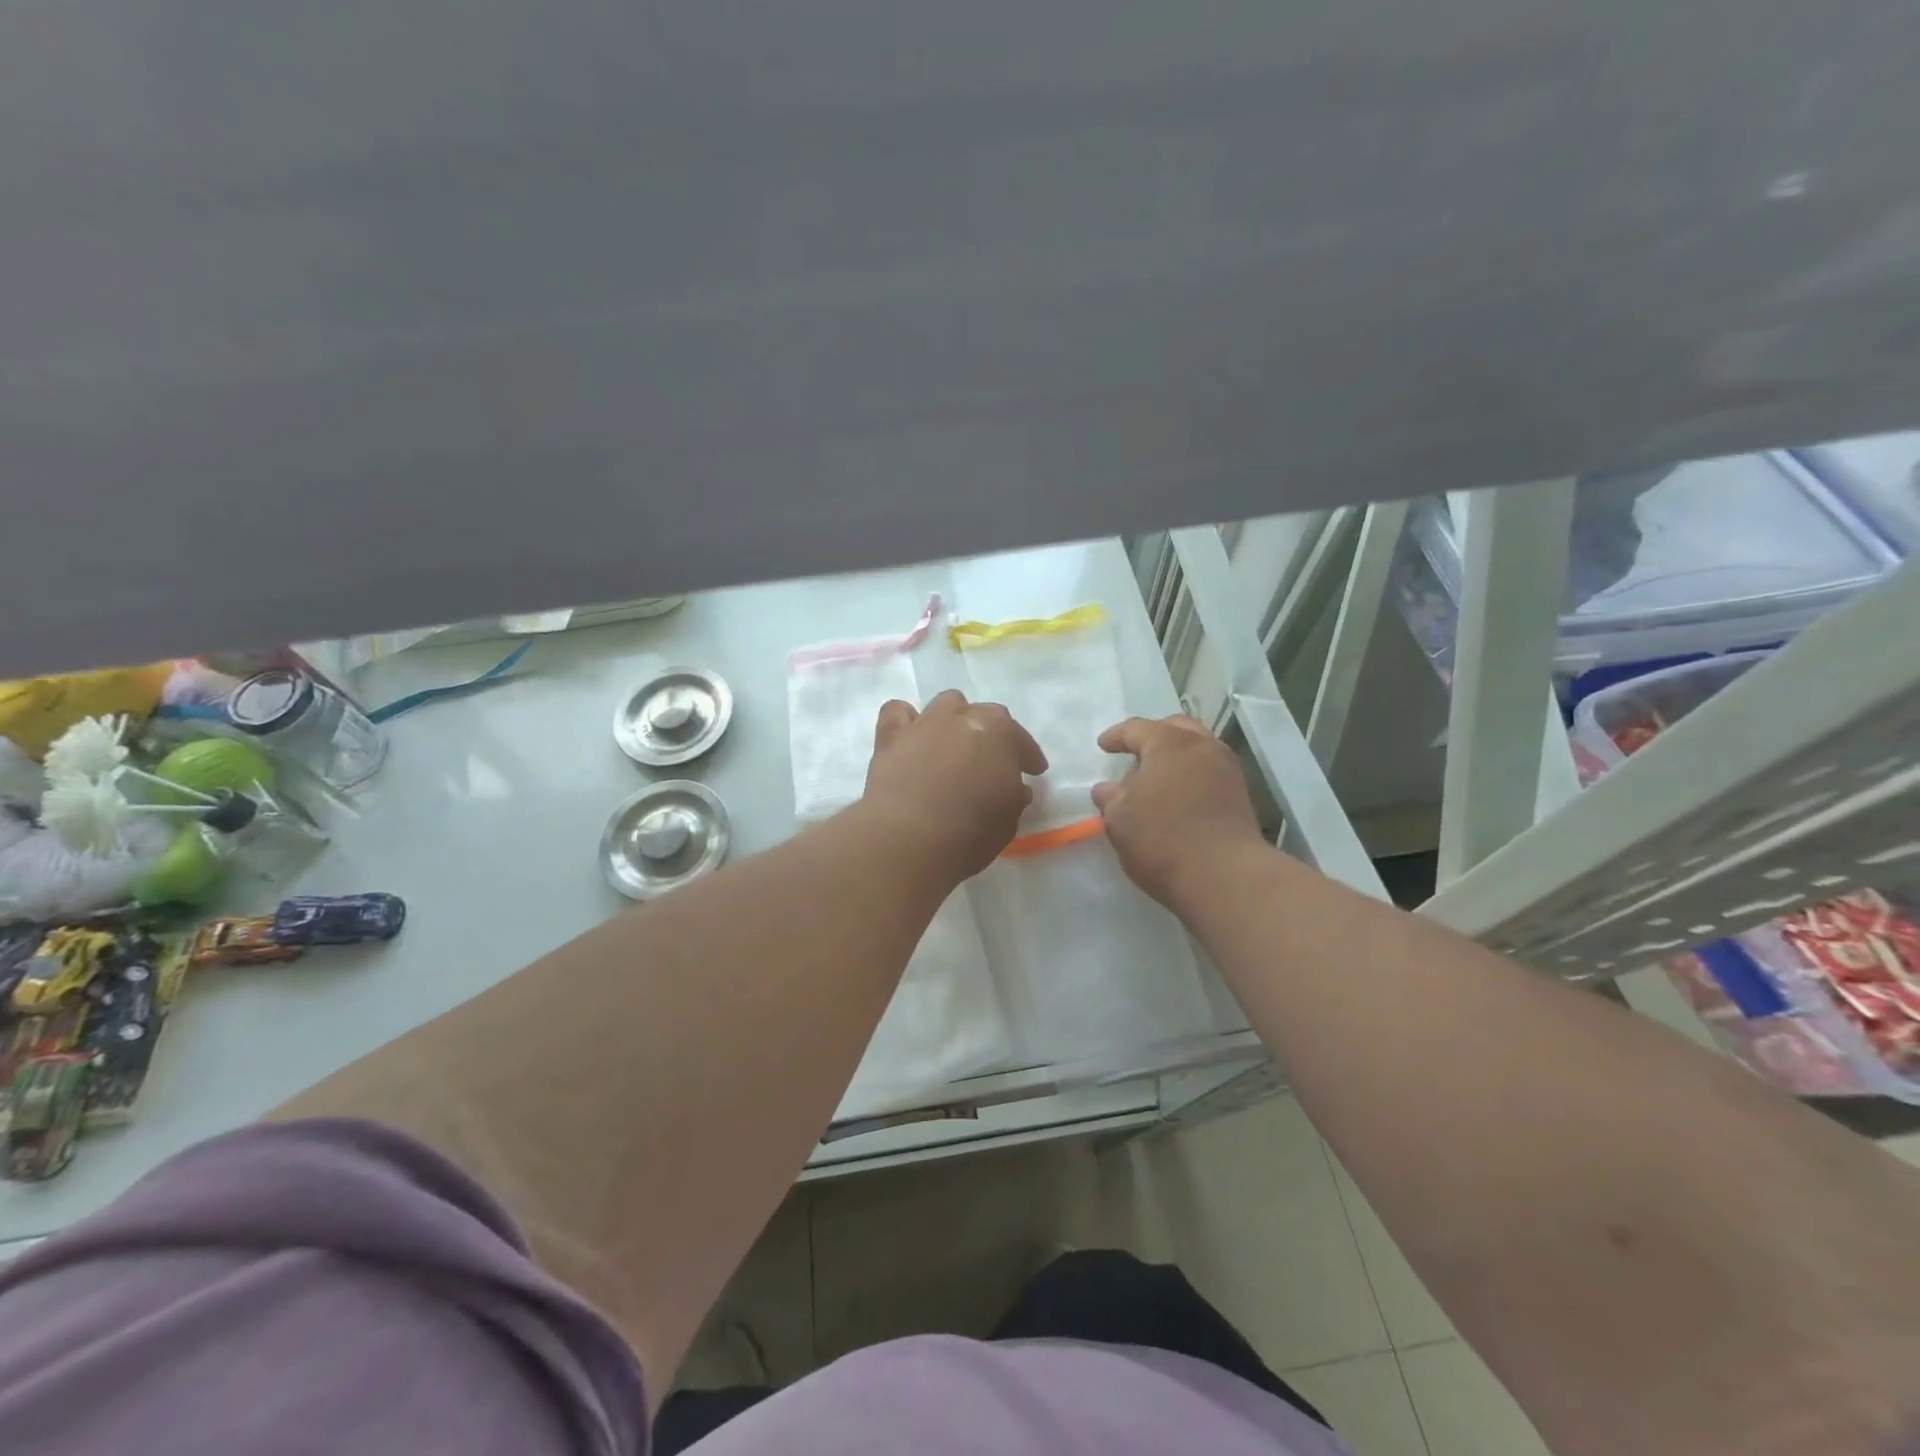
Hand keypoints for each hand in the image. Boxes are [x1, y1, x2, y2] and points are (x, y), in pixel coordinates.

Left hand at [862, 690, 1047, 882]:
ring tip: (953, 744)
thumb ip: (1014, 797)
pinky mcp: (890, 737)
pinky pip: (897, 713)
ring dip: (953, 720)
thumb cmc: (971, 832)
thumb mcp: (1008, 820)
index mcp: (1000, 733)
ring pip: (945, 704)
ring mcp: (925, 723)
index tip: (1033, 771)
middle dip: (991, 735)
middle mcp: (963, 717)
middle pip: (984, 715)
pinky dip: (906, 721)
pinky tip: (910, 738)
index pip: (1021, 740)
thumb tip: (1015, 789)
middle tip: (992, 761)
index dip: (1028, 756)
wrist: (909, 837)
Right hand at [1091, 716, 1265, 908]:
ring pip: (1198, 749)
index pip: (1137, 729)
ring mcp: (1226, 770)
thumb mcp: (1120, 819)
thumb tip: (1107, 789)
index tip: (1103, 746)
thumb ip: (1111, 798)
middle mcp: (1202, 747)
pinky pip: (1210, 771)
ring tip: (1158, 776)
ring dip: (1176, 756)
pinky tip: (1178, 796)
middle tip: (1136, 752)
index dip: (1117, 736)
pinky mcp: (1240, 796)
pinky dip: (1192, 775)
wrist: (1224, 876)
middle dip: (1154, 736)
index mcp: (1169, 743)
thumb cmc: (1162, 838)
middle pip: (1176, 728)